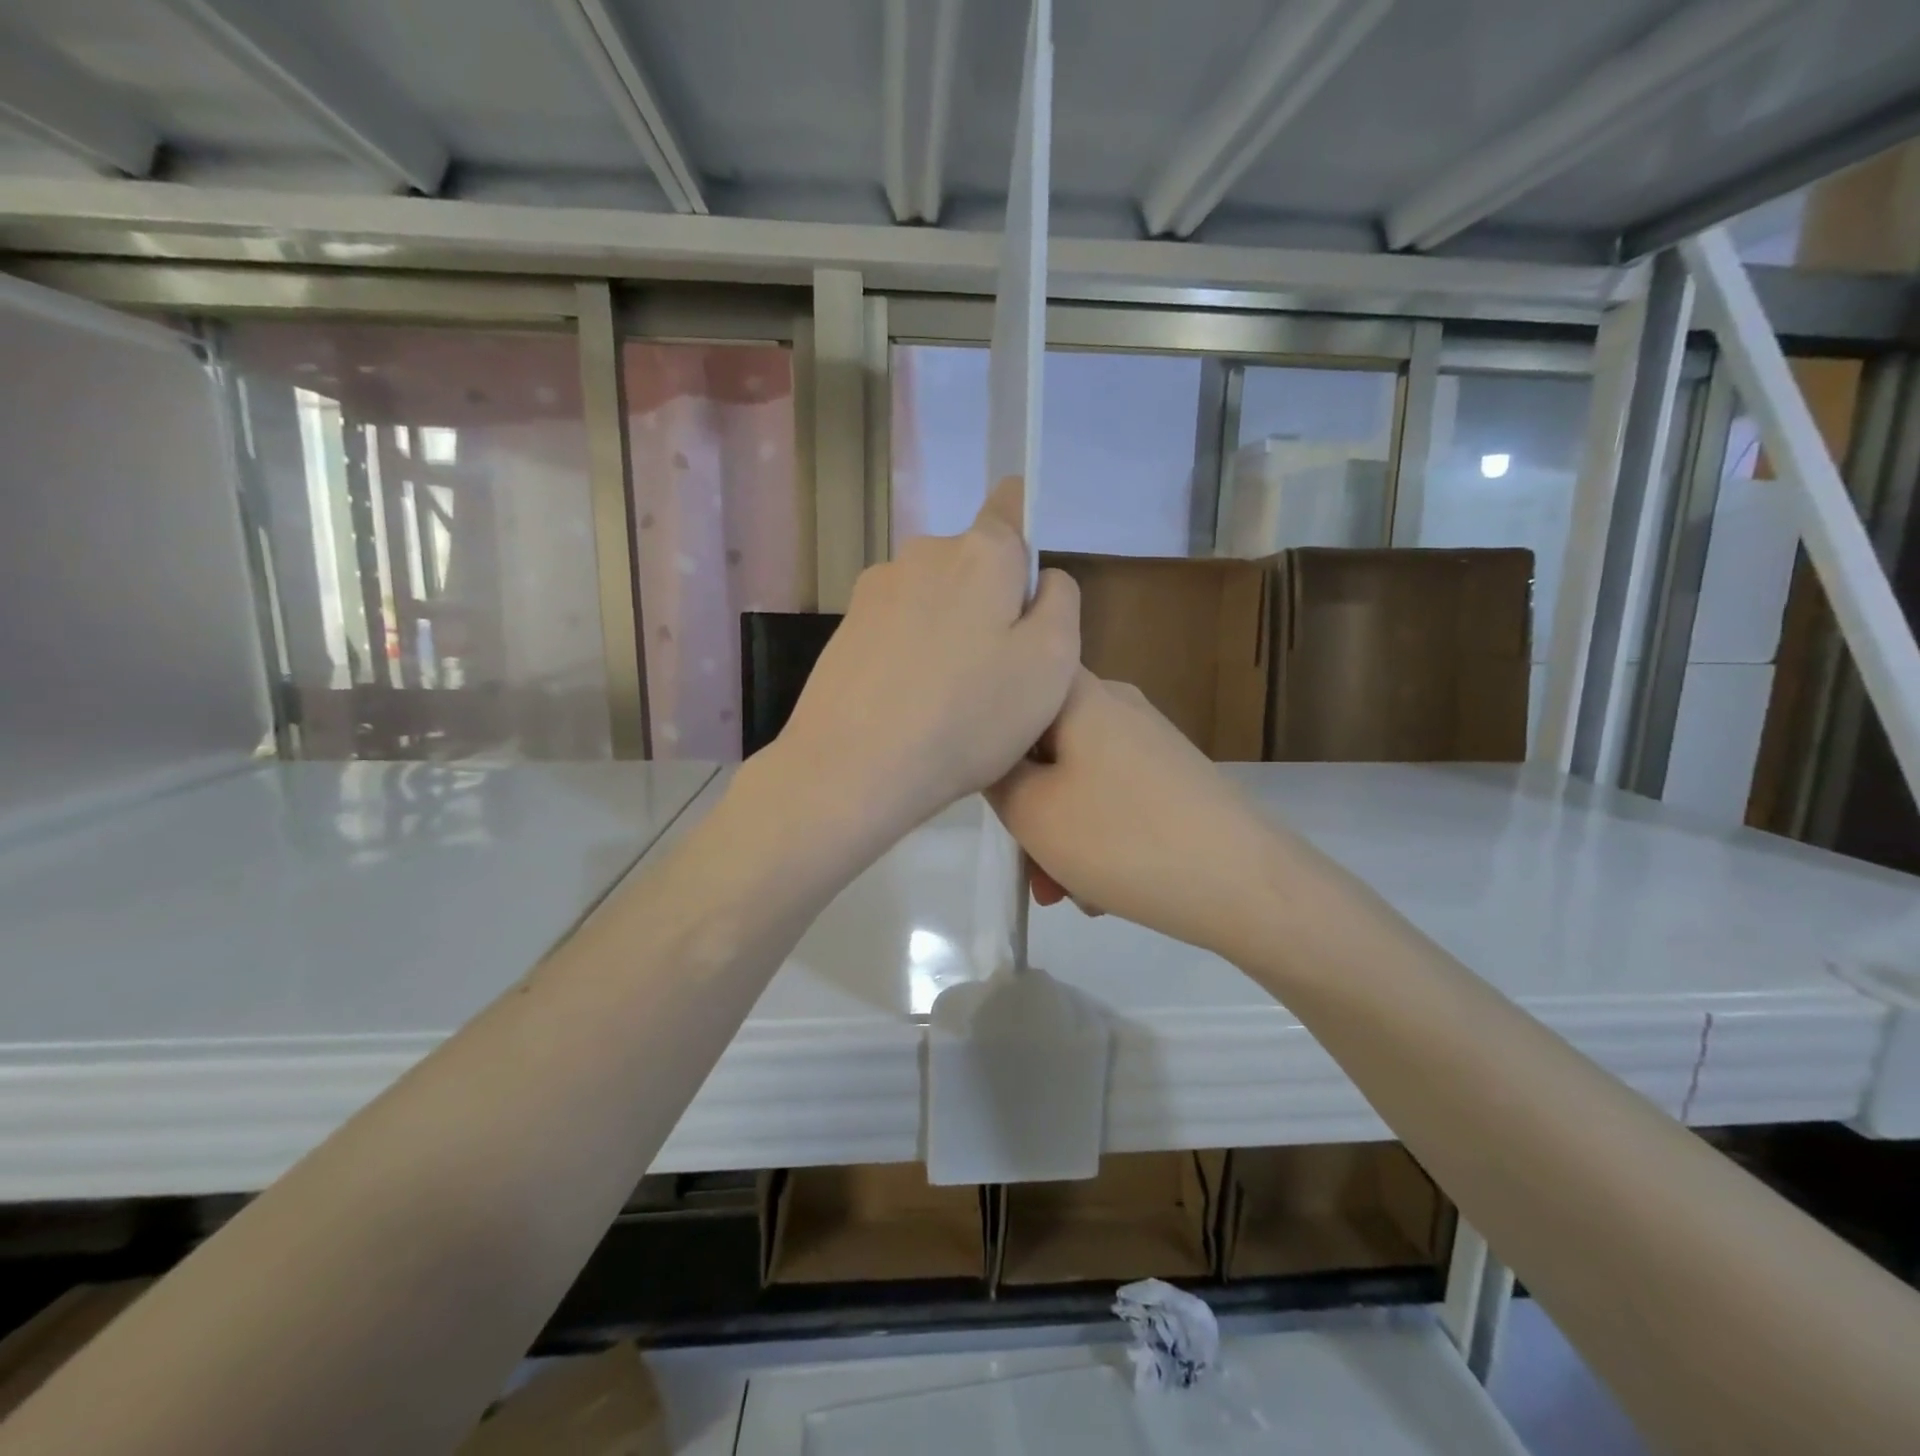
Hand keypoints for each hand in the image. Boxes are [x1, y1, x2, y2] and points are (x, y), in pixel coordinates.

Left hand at [775, 478, 1078, 835]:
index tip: (1027, 591)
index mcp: (981, 551)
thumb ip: (1060, 603)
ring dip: (950, 629)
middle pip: (974, 562)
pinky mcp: (846, 627)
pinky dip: (913, 652)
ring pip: (935, 597)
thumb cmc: (967, 716)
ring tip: (949, 697)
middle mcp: (923, 553)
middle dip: (992, 602)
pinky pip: (899, 627)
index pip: (1012, 504)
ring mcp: (876, 589)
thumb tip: (1040, 580)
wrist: (851, 768)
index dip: (1027, 535)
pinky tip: (910, 702)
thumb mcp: (1052, 663)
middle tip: (998, 672)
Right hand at [987, 671, 1294, 962]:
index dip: (988, 730)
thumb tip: (992, 756)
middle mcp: (1117, 705)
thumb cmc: (1123, 839)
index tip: (981, 781)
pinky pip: (1113, 800)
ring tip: (1066, 894)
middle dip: (1027, 809)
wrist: (1248, 886)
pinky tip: (1102, 892)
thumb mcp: (1031, 811)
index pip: (1015, 685)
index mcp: (1080, 694)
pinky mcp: (1174, 779)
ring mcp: (1150, 742)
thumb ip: (993, 775)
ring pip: (1077, 782)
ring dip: (1060, 836)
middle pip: (1044, 745)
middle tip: (1027, 866)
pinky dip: (1098, 839)